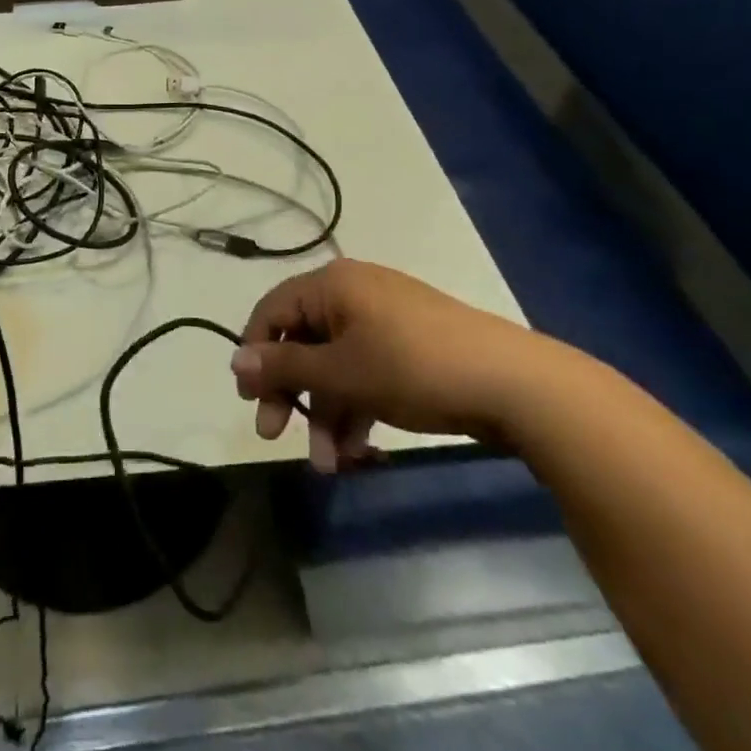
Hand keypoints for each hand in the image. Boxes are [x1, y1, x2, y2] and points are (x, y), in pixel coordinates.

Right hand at [231, 259, 550, 472]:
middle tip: (274, 436)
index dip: (255, 354)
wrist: (516, 385)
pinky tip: (359, 451)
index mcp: (332, 285)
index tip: (249, 401)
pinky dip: (357, 409)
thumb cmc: (413, 367)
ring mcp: (385, 321)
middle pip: (303, 342)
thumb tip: (235, 362)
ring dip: (326, 414)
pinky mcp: (410, 348)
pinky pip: (366, 373)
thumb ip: (284, 367)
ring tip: (329, 465)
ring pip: (336, 365)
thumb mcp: (341, 371)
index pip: (273, 311)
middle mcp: (353, 294)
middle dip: (291, 394)